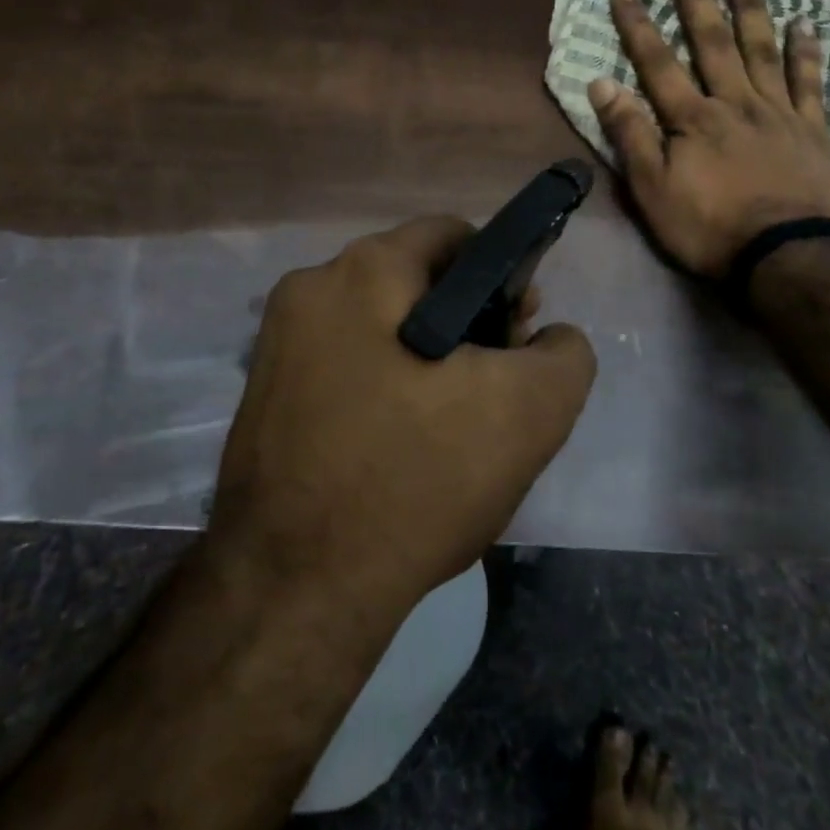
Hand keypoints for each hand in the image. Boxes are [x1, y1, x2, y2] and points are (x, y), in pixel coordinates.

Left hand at [209, 217, 596, 619]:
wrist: (295, 592)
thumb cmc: (415, 480)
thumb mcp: (529, 413)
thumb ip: (564, 355)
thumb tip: (549, 339)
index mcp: (363, 271)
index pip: (453, 237)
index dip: (502, 275)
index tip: (518, 332)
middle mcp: (311, 291)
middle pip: (415, 280)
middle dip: (466, 320)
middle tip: (494, 384)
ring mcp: (278, 345)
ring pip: (381, 327)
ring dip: (427, 358)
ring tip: (455, 424)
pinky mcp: (265, 397)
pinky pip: (346, 367)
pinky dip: (384, 387)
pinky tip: (404, 444)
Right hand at [588, 0, 829, 277]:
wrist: (786, 256)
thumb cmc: (709, 227)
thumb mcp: (651, 189)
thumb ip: (629, 134)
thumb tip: (601, 83)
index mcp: (692, 117)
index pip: (658, 62)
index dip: (639, 24)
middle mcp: (734, 101)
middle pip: (712, 40)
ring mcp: (777, 111)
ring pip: (762, 47)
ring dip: (751, 5)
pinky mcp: (811, 128)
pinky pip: (809, 81)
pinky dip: (806, 50)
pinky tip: (804, 23)